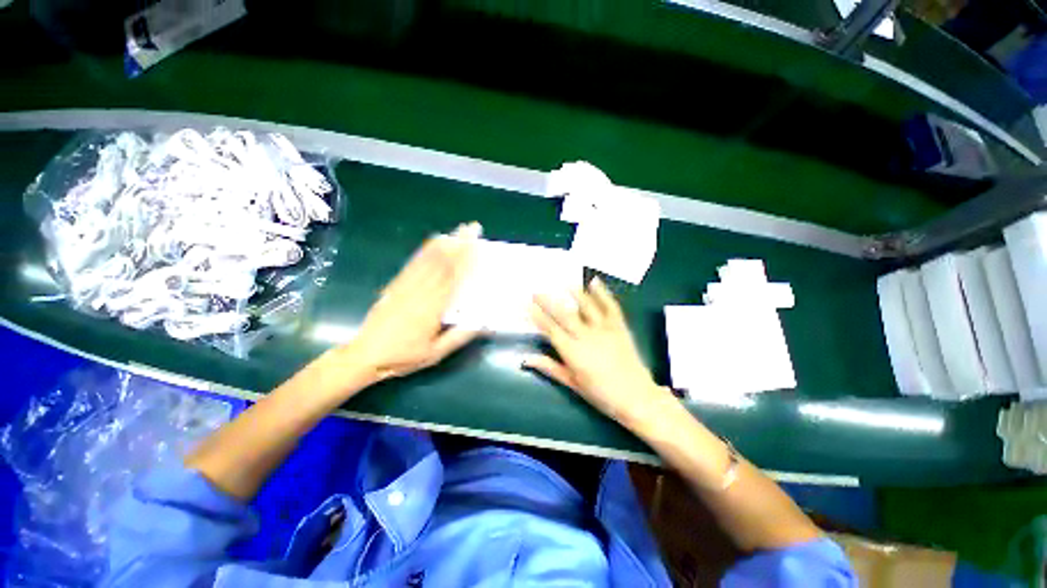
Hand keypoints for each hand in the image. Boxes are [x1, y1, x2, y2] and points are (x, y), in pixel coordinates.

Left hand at [345, 222, 481, 382]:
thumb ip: (459, 337)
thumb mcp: (435, 353)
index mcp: (432, 308)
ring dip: (445, 243)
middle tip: (472, 228)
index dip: (465, 258)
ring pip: (428, 260)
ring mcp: (406, 286)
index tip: (476, 244)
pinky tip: (432, 243)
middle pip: (442, 262)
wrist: (365, 355)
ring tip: (457, 230)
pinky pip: (413, 264)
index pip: (453, 277)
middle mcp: (420, 292)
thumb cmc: (403, 356)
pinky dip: (425, 251)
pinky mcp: (396, 285)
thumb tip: (483, 323)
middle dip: (459, 243)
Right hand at [525, 277, 676, 430]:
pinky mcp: (619, 326)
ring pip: (586, 306)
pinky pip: (610, 306)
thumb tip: (526, 359)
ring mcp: (604, 329)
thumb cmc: (601, 394)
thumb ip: (549, 368)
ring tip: (563, 282)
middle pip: (564, 314)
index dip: (537, 316)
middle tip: (536, 291)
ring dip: (573, 293)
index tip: (527, 306)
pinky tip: (594, 281)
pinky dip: (602, 293)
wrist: (636, 397)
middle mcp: (586, 336)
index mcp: (572, 352)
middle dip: (548, 301)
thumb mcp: (572, 383)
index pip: (550, 329)